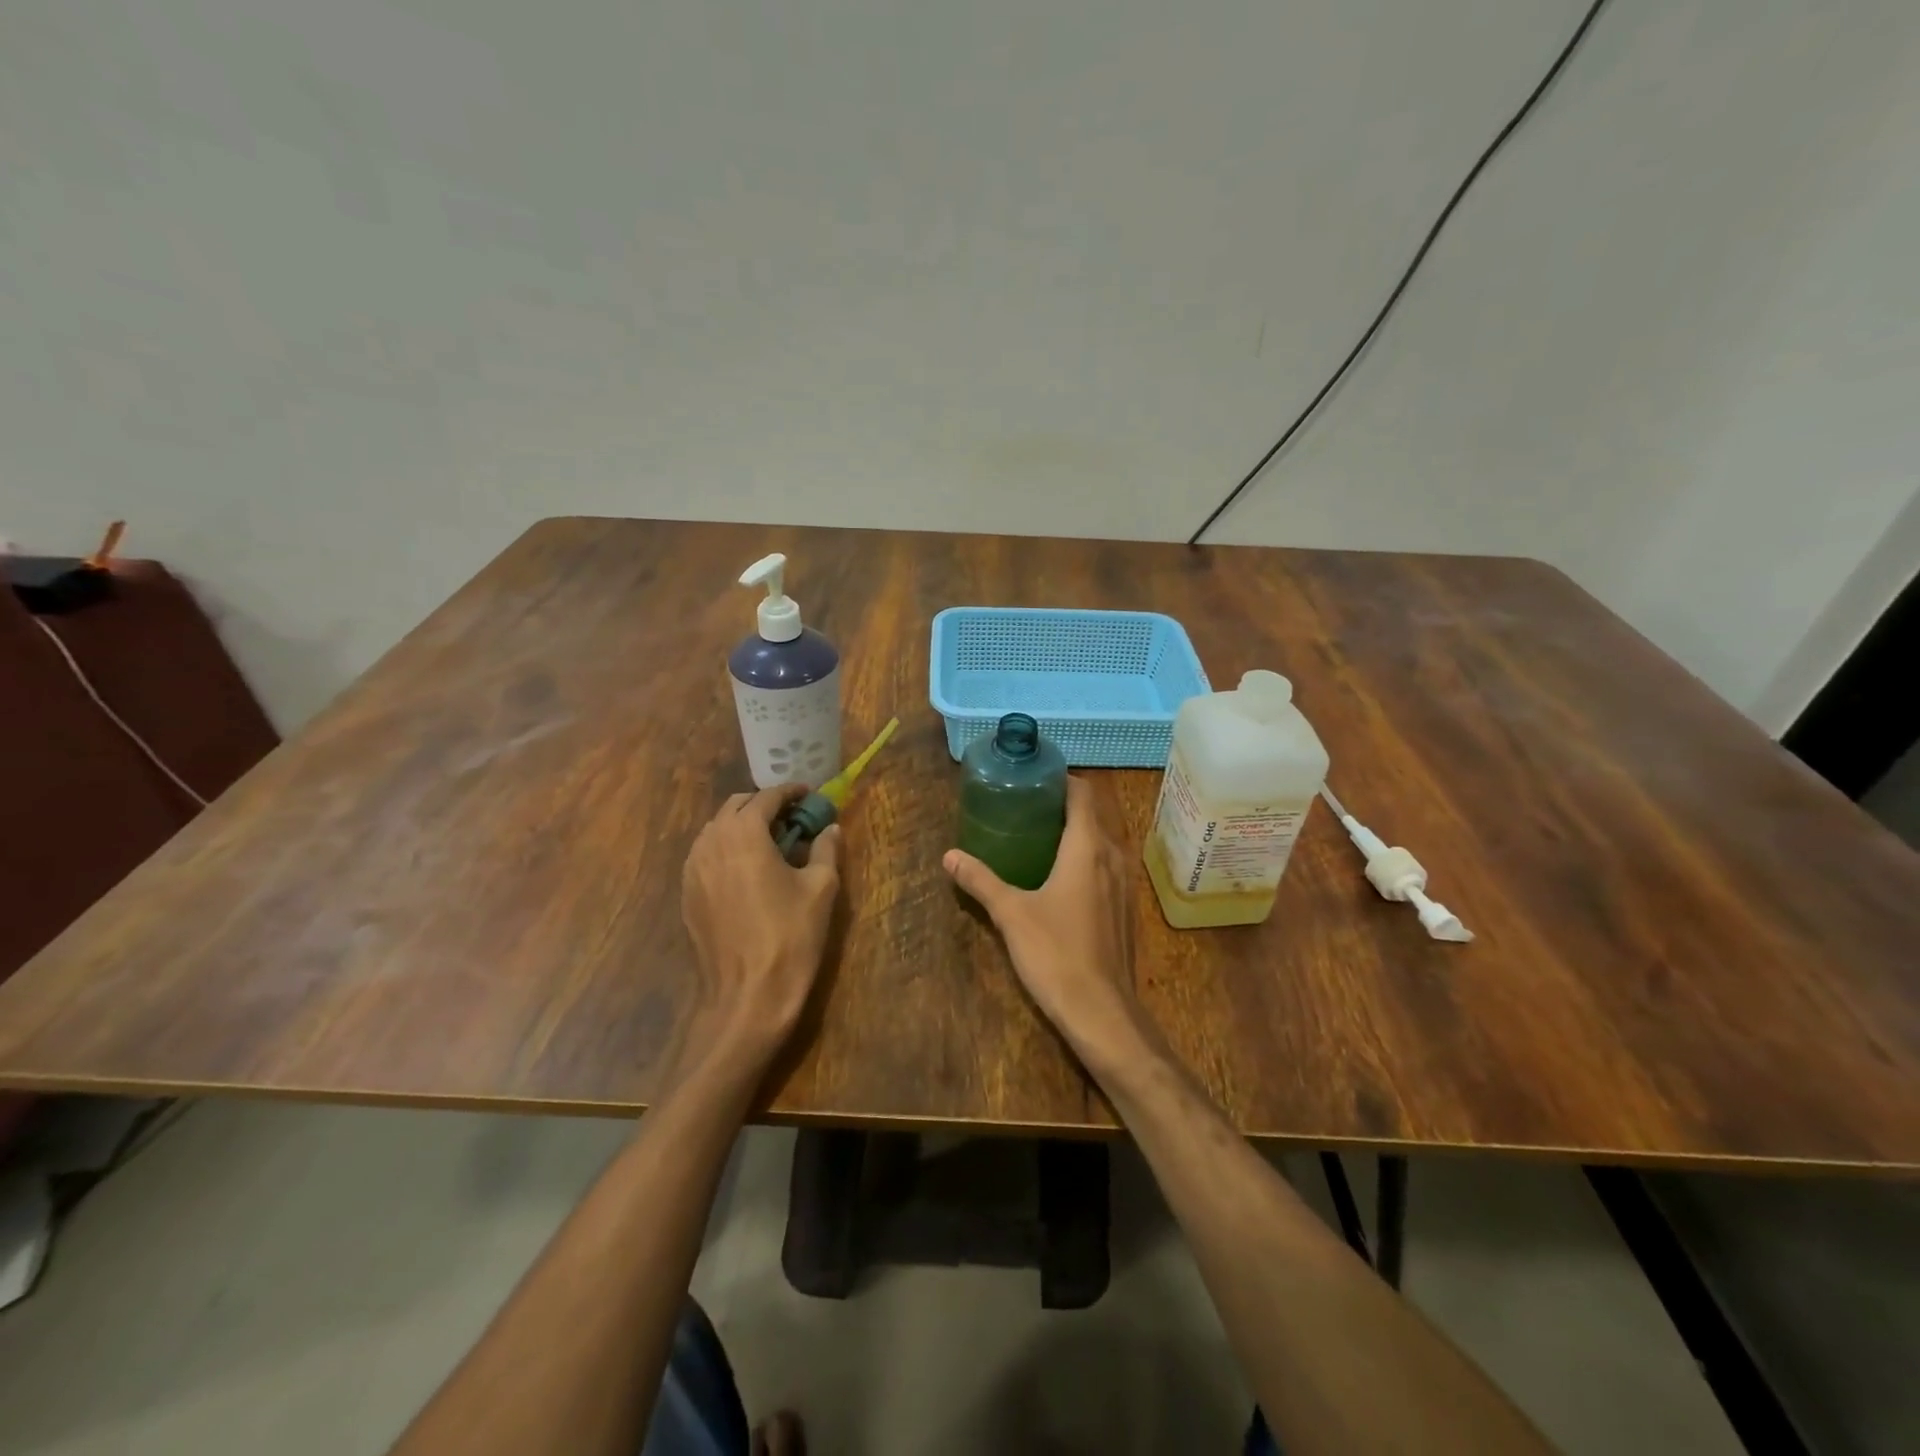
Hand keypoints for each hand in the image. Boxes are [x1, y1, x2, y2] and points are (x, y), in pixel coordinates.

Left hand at [680, 786, 841, 1068]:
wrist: (747, 996)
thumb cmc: (791, 936)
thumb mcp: (821, 888)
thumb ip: (825, 849)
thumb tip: (829, 828)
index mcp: (744, 833)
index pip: (766, 797)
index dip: (790, 792)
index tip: (810, 795)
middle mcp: (711, 842)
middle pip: (736, 807)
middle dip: (764, 805)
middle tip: (793, 818)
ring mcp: (692, 869)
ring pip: (716, 829)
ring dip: (743, 825)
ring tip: (771, 842)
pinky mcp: (687, 894)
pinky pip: (706, 855)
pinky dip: (727, 849)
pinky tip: (748, 869)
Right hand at [943, 776, 1143, 1060]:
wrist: (1102, 1011)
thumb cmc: (1055, 953)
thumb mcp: (1010, 914)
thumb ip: (980, 880)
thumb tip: (949, 856)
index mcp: (1087, 847)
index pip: (1082, 794)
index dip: (1061, 780)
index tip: (1033, 780)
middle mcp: (1112, 856)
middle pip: (1092, 815)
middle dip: (1062, 807)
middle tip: (1025, 809)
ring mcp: (1124, 883)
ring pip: (1101, 842)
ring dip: (1075, 834)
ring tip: (1037, 839)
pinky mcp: (1125, 908)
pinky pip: (1106, 867)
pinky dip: (1085, 859)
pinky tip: (1059, 878)